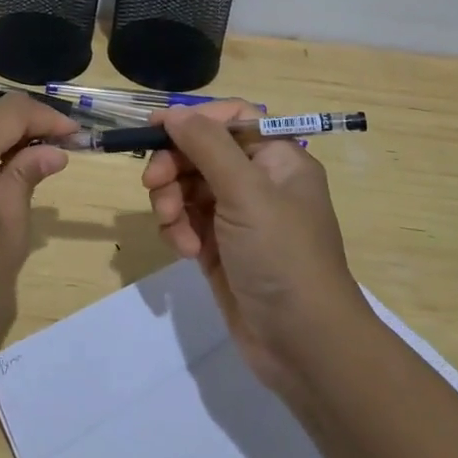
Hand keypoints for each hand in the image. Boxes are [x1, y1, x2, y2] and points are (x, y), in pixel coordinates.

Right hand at [142, 101, 363, 396]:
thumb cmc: (282, 256)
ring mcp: (238, 218)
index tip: (156, 127)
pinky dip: (177, 230)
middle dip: (174, 166)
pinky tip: (184, 251)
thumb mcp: (247, 192)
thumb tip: (175, 112)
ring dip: (172, 202)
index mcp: (277, 159)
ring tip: (173, 226)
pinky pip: (186, 222)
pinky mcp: (219, 249)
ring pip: (187, 188)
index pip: (231, 120)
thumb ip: (207, 146)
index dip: (194, 119)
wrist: (304, 345)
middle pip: (201, 152)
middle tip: (153, 184)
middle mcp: (258, 182)